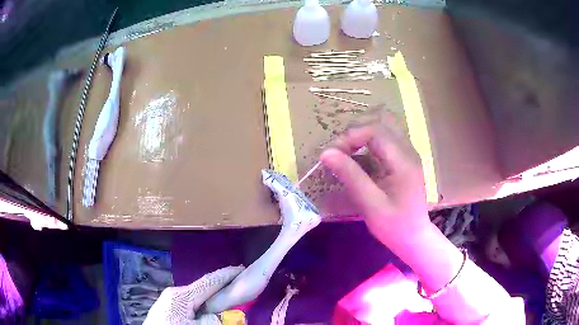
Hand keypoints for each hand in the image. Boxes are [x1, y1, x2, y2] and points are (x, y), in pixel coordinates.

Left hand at [144, 266, 243, 324]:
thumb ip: (213, 320)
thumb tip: (221, 316)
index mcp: (181, 295)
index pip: (209, 282)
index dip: (227, 275)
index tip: (242, 268)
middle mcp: (175, 294)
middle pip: (204, 289)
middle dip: (221, 290)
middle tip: (238, 290)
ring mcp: (170, 301)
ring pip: (198, 299)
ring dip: (212, 302)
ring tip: (225, 305)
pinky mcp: (169, 309)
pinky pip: (191, 306)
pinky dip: (203, 308)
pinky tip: (207, 314)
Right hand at [320, 119, 428, 247]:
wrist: (414, 237)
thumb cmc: (394, 226)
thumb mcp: (371, 205)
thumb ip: (351, 176)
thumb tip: (326, 153)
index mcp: (403, 161)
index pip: (375, 129)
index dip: (350, 136)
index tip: (332, 154)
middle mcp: (408, 150)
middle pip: (381, 119)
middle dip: (356, 129)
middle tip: (339, 150)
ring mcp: (408, 152)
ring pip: (385, 123)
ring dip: (363, 130)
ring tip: (347, 149)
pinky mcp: (404, 157)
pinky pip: (386, 135)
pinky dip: (369, 137)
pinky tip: (359, 154)